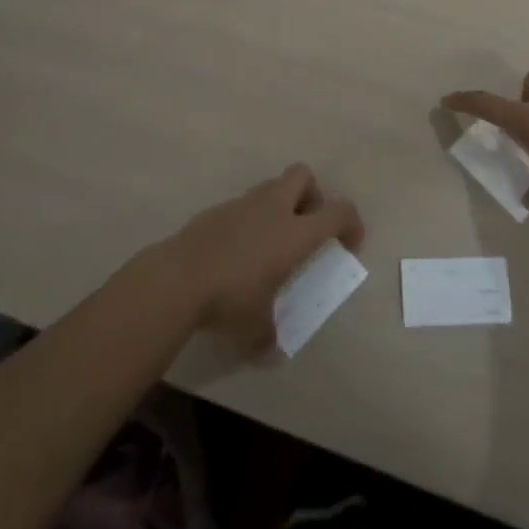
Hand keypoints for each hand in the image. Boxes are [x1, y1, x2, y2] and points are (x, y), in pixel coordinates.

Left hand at [163, 164, 362, 351]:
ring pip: (271, 186)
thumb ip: (269, 336)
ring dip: (279, 205)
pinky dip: (249, 219)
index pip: (339, 211)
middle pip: (304, 176)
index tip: (349, 244)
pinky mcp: (216, 209)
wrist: (177, 278)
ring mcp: (243, 204)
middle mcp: (274, 208)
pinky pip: (243, 205)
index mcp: (295, 232)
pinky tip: (237, 250)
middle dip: (311, 195)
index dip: (351, 223)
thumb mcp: (255, 328)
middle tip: (306, 227)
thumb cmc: (230, 299)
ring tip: (269, 242)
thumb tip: (270, 351)